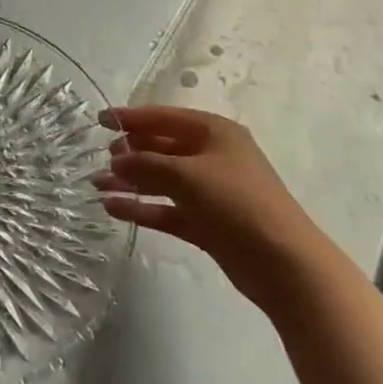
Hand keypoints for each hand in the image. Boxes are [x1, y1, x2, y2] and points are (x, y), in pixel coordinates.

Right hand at [94, 105, 329, 308]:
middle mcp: (212, 157)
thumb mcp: (186, 175)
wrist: (285, 266)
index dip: (131, 117)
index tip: (100, 120)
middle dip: (130, 152)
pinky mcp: (207, 224)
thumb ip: (146, 163)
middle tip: (101, 158)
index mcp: (213, 132)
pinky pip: (167, 209)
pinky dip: (142, 208)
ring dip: (130, 181)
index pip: (164, 117)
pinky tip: (113, 208)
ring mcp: (210, 192)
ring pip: (161, 180)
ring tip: (96, 185)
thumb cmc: (236, 202)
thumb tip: (117, 160)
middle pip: (162, 147)